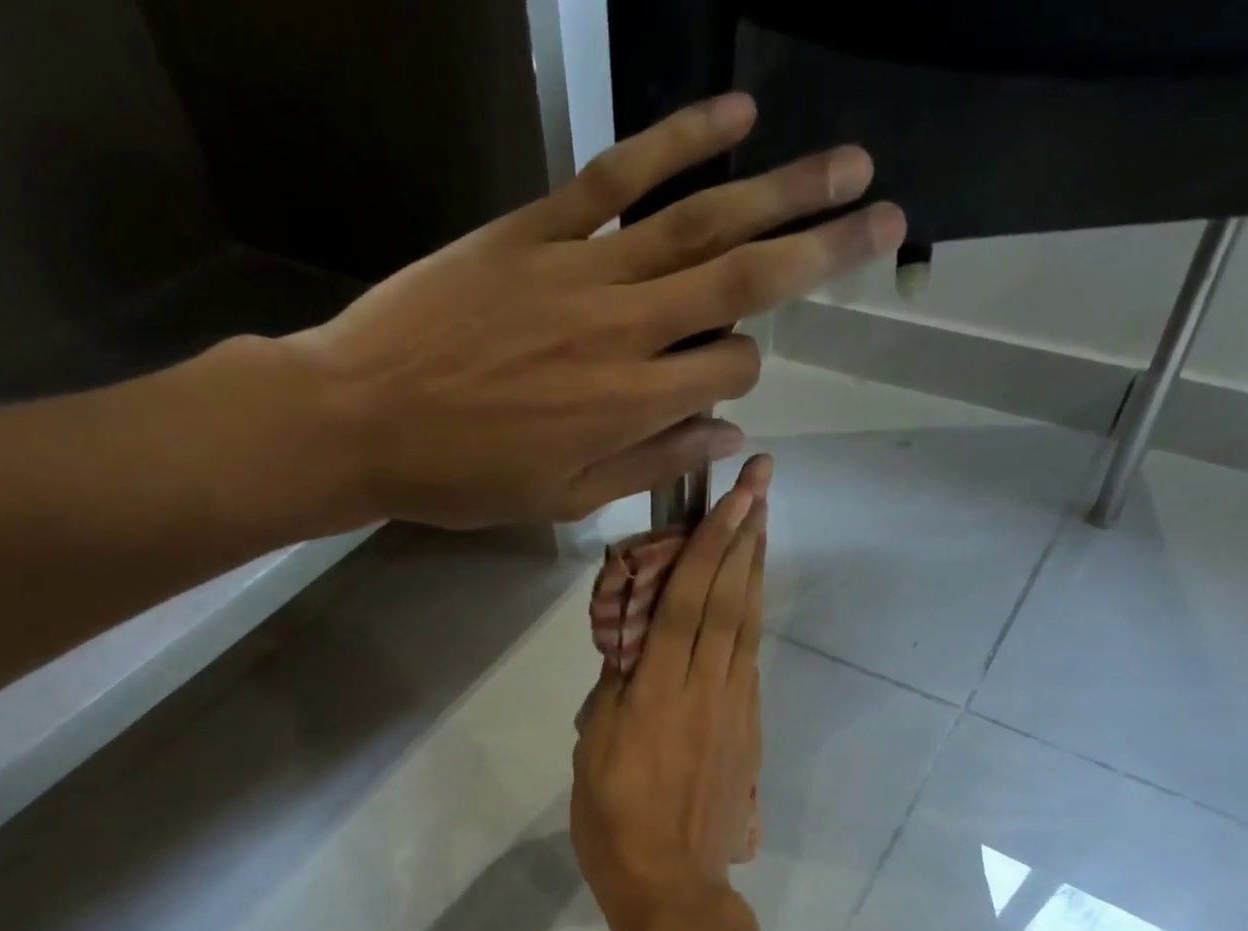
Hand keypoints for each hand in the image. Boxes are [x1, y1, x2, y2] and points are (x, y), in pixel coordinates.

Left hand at [284, 96, 901, 528]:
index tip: (722, 387)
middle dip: (822, 252)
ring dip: (780, 190)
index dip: (742, 377)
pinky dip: (677, 139)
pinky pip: (616, 175)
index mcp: (631, 404)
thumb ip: (651, 464)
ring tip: (844, 165)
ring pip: (698, 221)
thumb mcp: (564, 499)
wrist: (360, 418)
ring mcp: (580, 267)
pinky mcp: (533, 228)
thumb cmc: (464, 477)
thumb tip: (728, 437)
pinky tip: (732, 115)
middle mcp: (624, 328)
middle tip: (886, 219)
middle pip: (743, 280)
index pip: (730, 371)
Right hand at [573, 456, 769, 930]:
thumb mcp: (593, 749)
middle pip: (729, 600)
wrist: (671, 882)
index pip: (687, 601)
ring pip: (747, 625)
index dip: (711, 545)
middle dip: (747, 536)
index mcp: (658, 692)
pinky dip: (751, 617)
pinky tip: (751, 595)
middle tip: (763, 482)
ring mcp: (734, 707)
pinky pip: (749, 659)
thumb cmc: (614, 819)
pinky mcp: (747, 728)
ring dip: (755, 569)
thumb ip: (616, 691)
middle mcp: (704, 688)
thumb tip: (632, 652)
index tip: (733, 496)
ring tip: (763, 521)